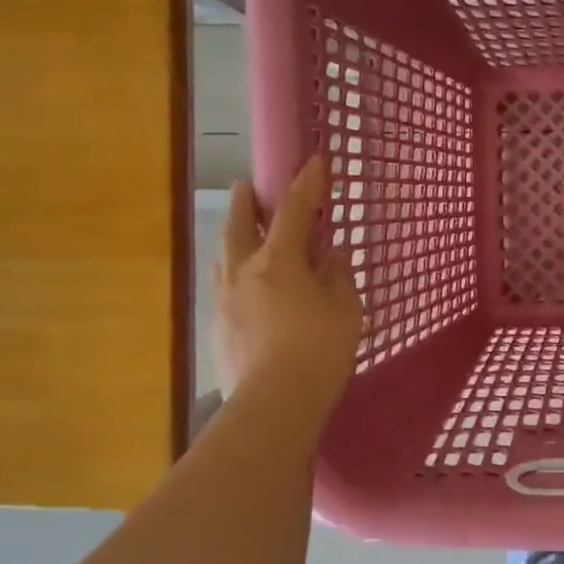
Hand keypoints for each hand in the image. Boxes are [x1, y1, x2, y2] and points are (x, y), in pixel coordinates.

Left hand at [209, 157, 362, 416]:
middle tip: (246, 184)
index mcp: (279, 261)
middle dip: (247, 202)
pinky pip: (224, 288)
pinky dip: (235, 275)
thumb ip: (337, 276)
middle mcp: (244, 272)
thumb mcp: (345, 308)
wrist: (275, 401)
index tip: (314, 161)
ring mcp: (224, 301)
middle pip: (240, 226)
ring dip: (233, 238)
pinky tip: (244, 288)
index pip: (295, 211)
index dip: (307, 184)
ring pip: (224, 257)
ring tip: (241, 235)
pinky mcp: (218, 329)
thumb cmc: (320, 348)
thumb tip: (331, 256)